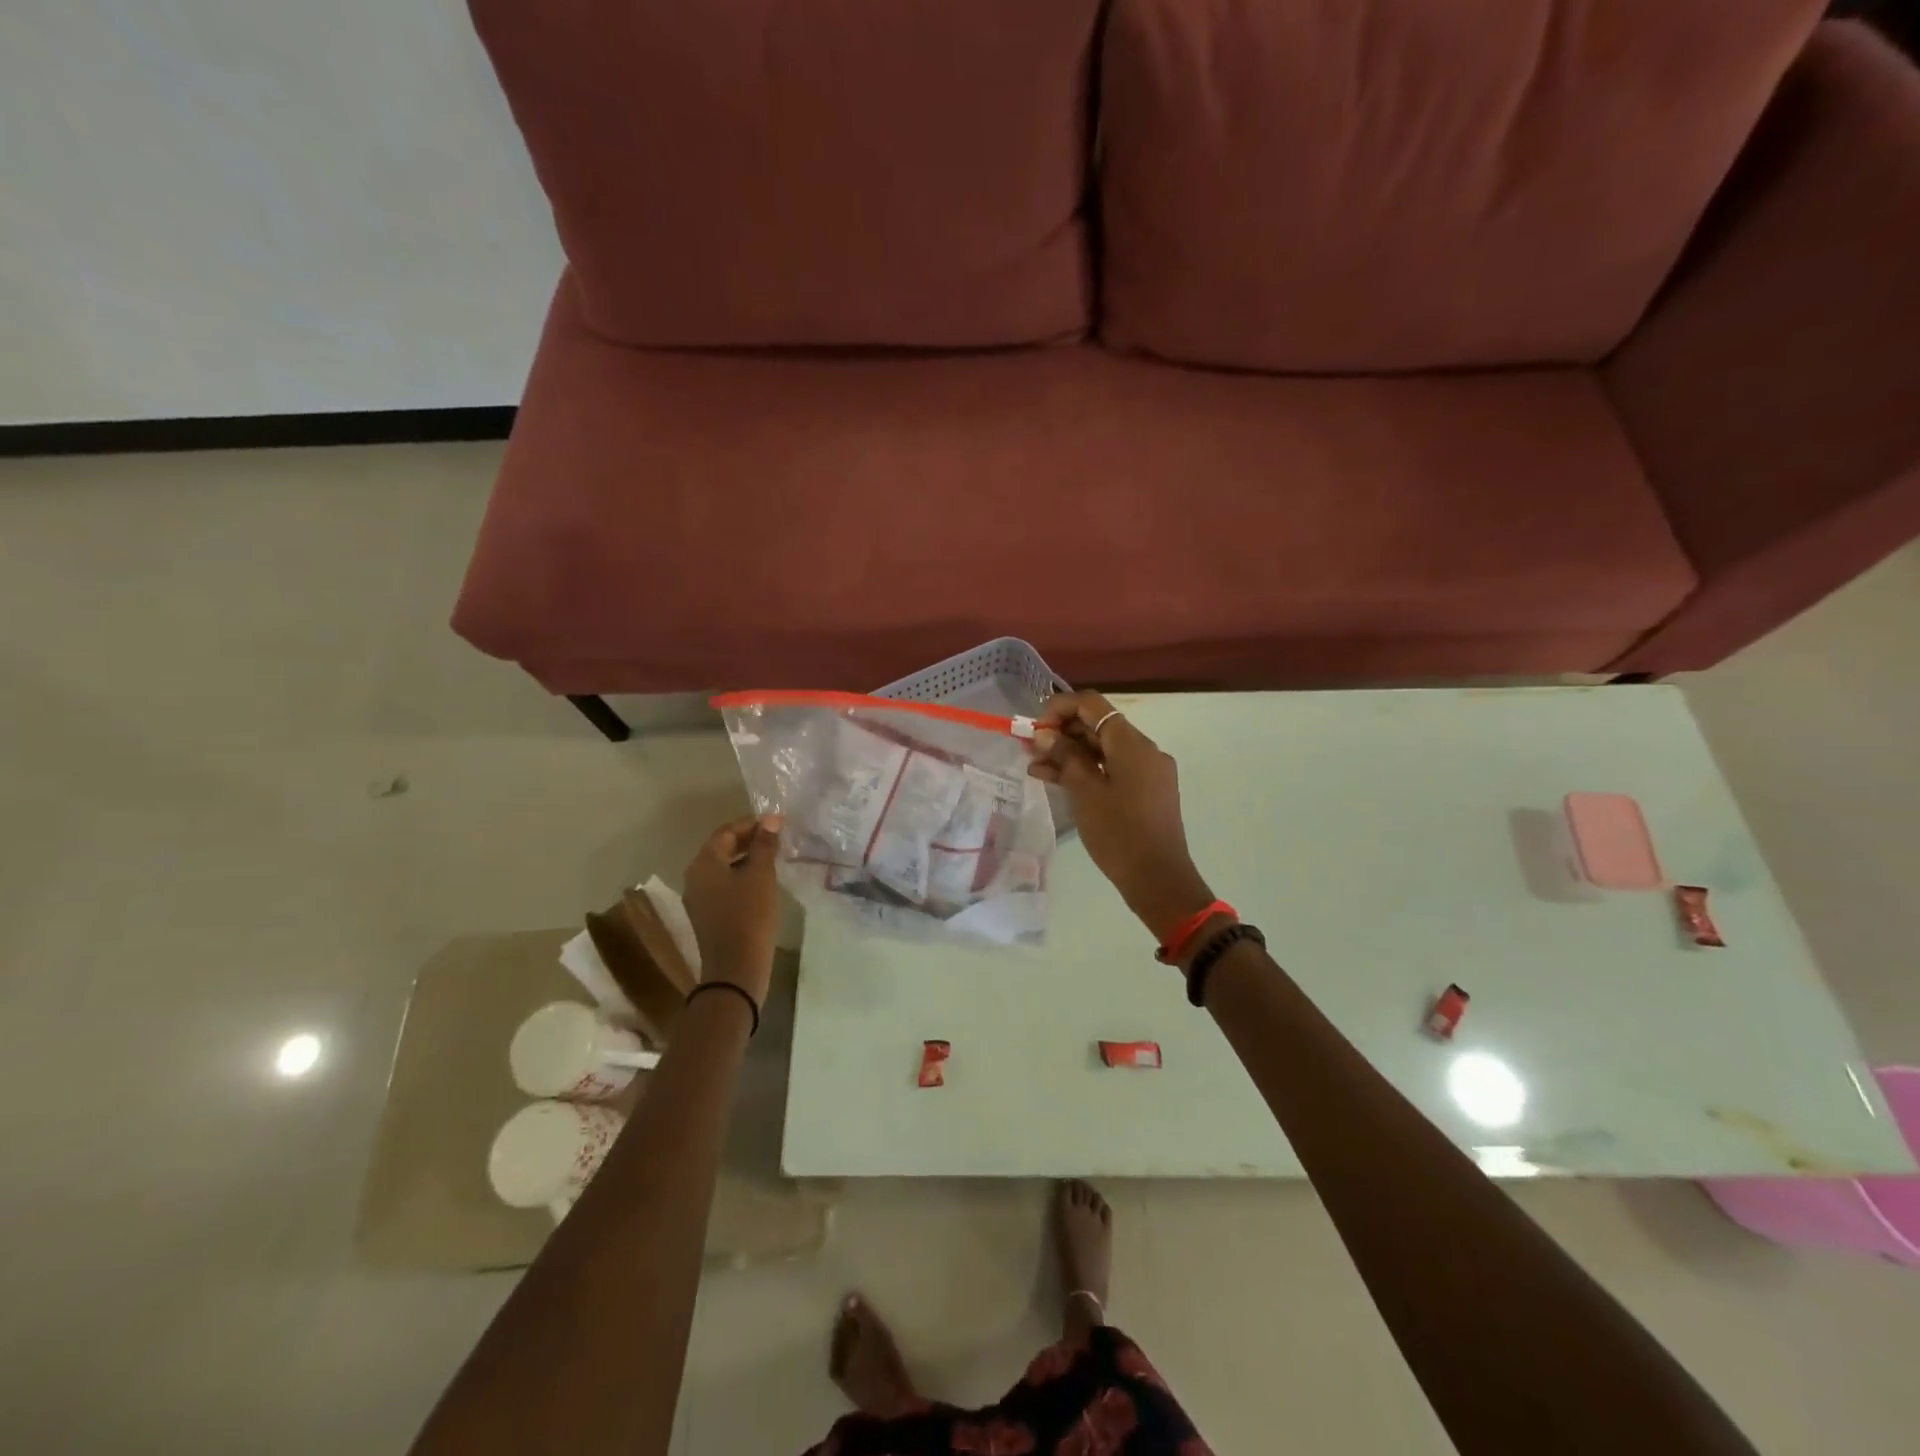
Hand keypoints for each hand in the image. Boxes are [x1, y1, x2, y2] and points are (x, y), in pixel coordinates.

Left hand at [681, 814, 782, 1007]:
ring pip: (724, 867)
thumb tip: (771, 819)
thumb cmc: (749, 916)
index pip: (726, 832)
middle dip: (749, 840)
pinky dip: (742, 877)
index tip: (777, 823)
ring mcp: (700, 898)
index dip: (751, 824)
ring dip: (747, 858)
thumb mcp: (761, 876)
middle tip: (778, 838)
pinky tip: (763, 882)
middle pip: (722, 848)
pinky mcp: (708, 915)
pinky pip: (725, 885)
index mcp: (704, 863)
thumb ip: (765, 845)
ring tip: (774, 857)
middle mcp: (695, 877)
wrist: (736, 969)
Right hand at [1026, 692, 1215, 941]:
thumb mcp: (1085, 793)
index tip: (1035, 726)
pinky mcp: (1146, 792)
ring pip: (1103, 750)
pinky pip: (1113, 770)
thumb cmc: (1119, 834)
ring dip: (1071, 754)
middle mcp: (1144, 750)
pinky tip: (1058, 781)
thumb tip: (1044, 734)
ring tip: (1036, 767)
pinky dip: (1087, 771)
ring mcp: (1148, 772)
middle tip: (1030, 748)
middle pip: (1098, 726)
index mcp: (1132, 744)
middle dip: (1062, 733)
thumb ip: (1065, 757)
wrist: (1159, 880)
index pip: (1092, 705)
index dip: (1060, 708)